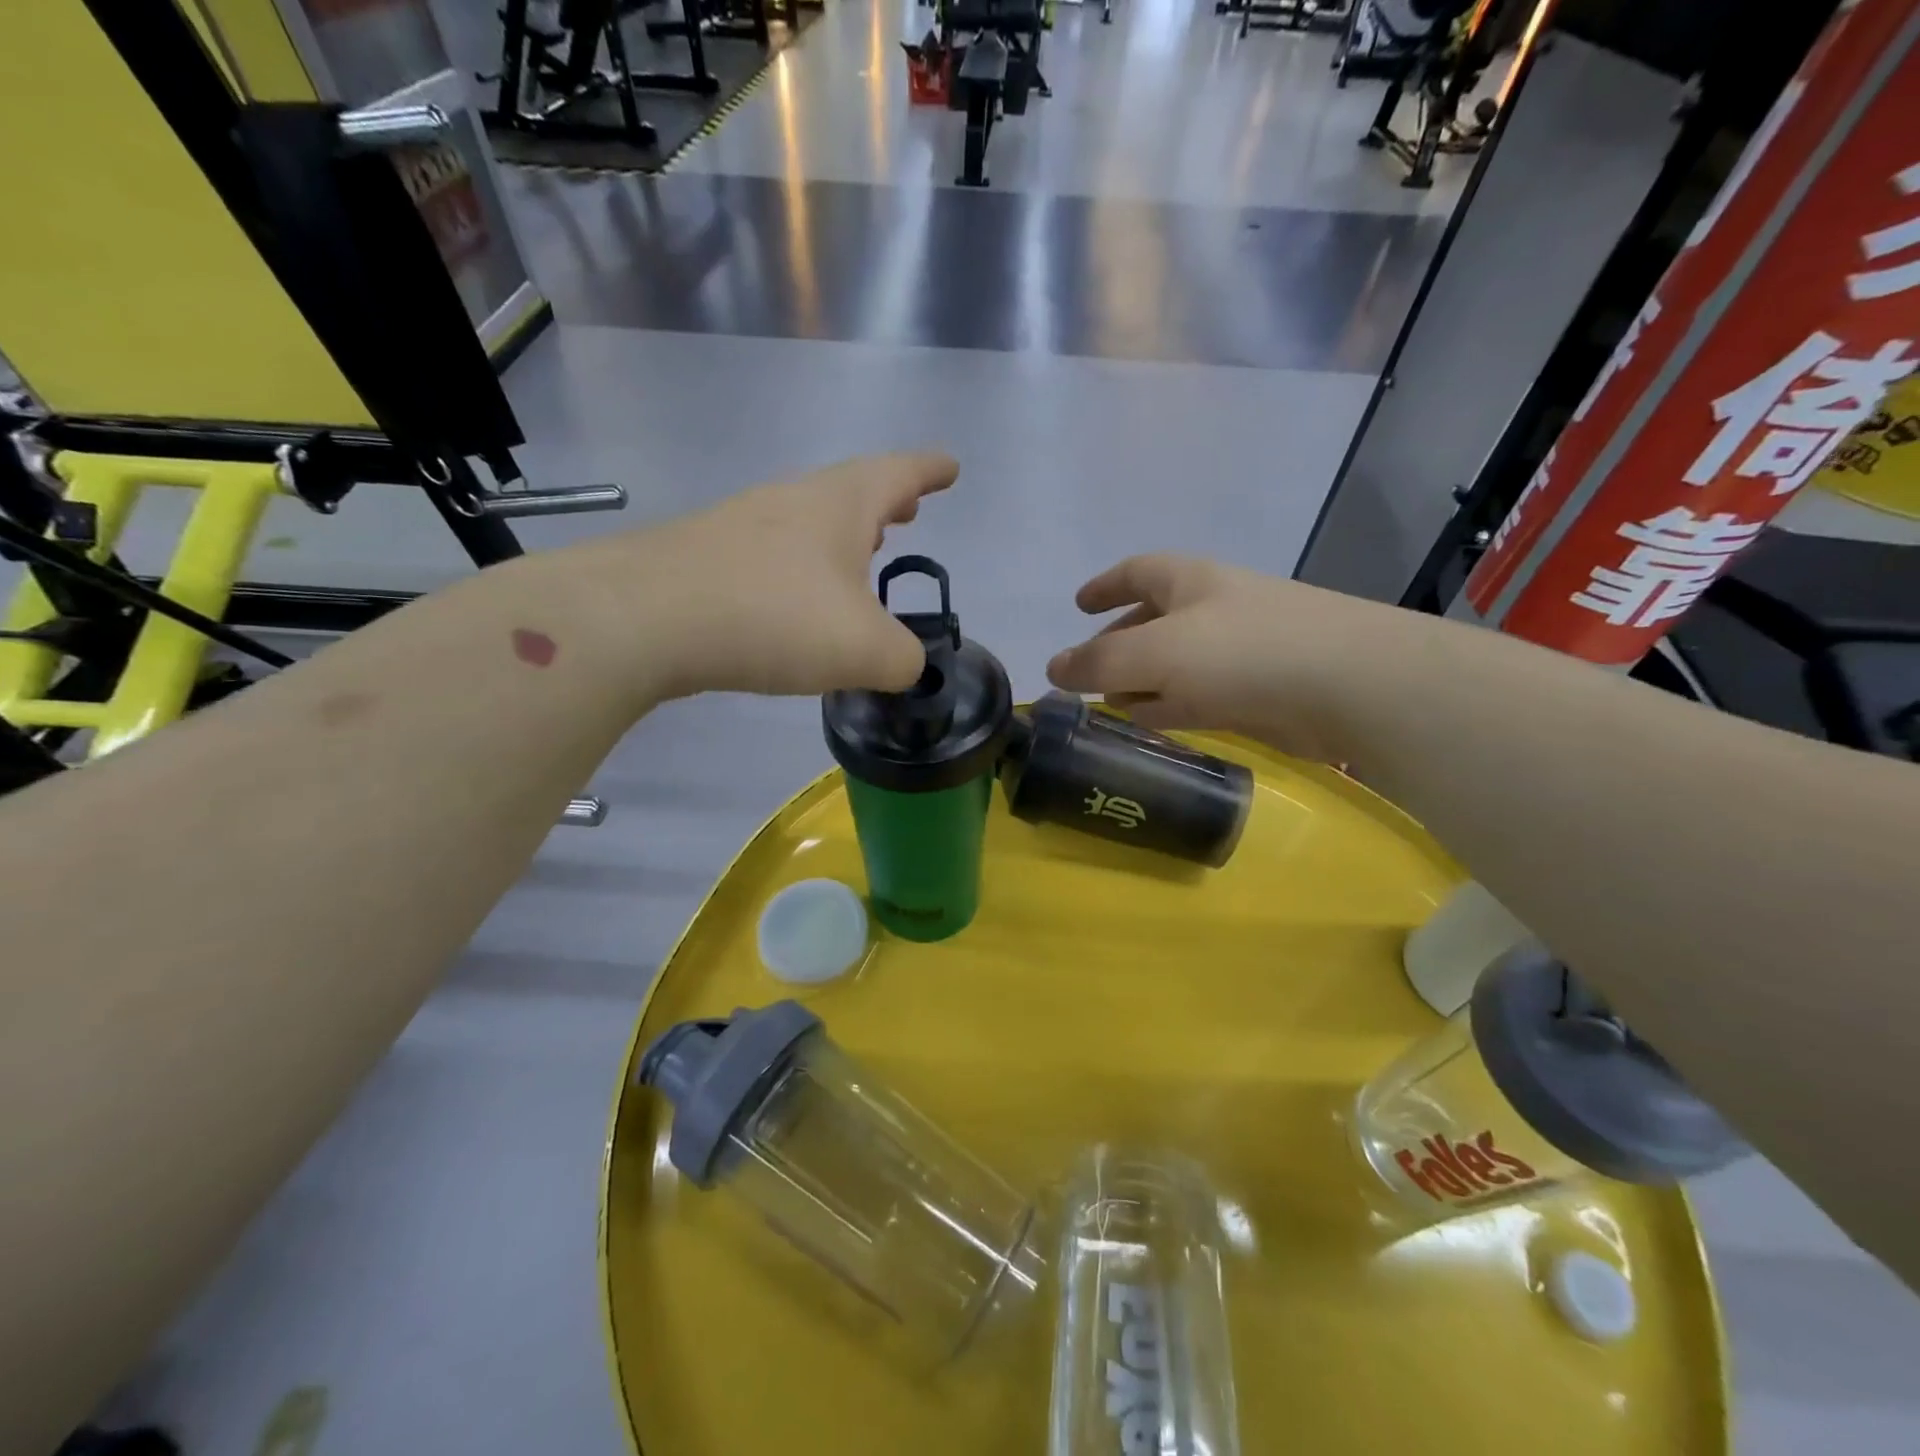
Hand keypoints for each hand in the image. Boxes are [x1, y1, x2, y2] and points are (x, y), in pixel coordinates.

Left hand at [568, 452, 956, 700]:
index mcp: (840, 505)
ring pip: (807, 523)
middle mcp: (791, 501)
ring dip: (840, 538)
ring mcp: (742, 525)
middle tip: (908, 514)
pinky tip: (796, 604)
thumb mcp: (866, 650)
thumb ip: (904, 659)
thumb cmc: (774, 617)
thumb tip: (904, 664)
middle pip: (850, 492)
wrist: (643, 619)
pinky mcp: (706, 559)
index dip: (930, 471)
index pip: (899, 474)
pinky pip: (771, 557)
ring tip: (859, 561)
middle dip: (885, 503)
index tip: (950, 467)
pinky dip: (800, 571)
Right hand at [1045, 554, 1421, 761]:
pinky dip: (1172, 705)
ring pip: (1177, 662)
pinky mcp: (1260, 691)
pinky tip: (1153, 725)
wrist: (1351, 685)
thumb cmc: (1243, 652)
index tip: (1078, 604)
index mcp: (1190, 582)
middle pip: (1154, 619)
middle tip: (1088, 670)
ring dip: (1143, 680)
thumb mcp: (1155, 653)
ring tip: (1110, 705)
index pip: (1137, 572)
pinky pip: (1201, 694)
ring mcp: (1241, 650)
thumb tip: (1052, 668)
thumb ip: (1098, 663)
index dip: (1104, 586)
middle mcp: (1214, 608)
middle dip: (1118, 642)